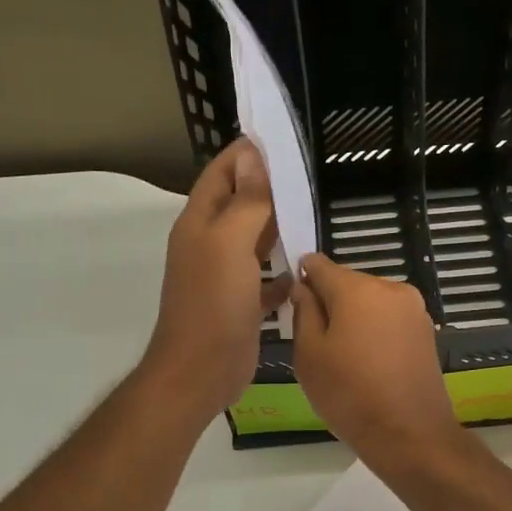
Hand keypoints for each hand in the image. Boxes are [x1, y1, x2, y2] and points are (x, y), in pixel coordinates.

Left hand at [142, 139, 290, 417]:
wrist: (200, 371)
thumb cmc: (213, 303)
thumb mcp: (229, 244)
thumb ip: (245, 201)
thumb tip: (251, 155)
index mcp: (200, 223)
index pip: (221, 173)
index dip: (245, 154)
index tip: (278, 138)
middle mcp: (209, 244)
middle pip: (239, 204)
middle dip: (267, 188)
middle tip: (305, 175)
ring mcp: (224, 276)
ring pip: (254, 240)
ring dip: (277, 227)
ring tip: (311, 213)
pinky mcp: (241, 304)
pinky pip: (265, 279)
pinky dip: (282, 271)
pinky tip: (304, 269)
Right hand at [291, 254, 462, 466]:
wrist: (410, 434)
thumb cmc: (350, 395)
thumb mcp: (309, 355)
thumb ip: (303, 312)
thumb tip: (303, 288)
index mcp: (358, 289)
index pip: (319, 264)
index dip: (302, 277)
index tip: (293, 303)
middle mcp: (390, 288)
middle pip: (348, 282)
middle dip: (330, 302)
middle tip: (316, 341)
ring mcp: (414, 309)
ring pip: (370, 301)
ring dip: (354, 318)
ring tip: (344, 358)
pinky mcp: (426, 331)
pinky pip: (389, 319)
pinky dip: (375, 331)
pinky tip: (368, 363)